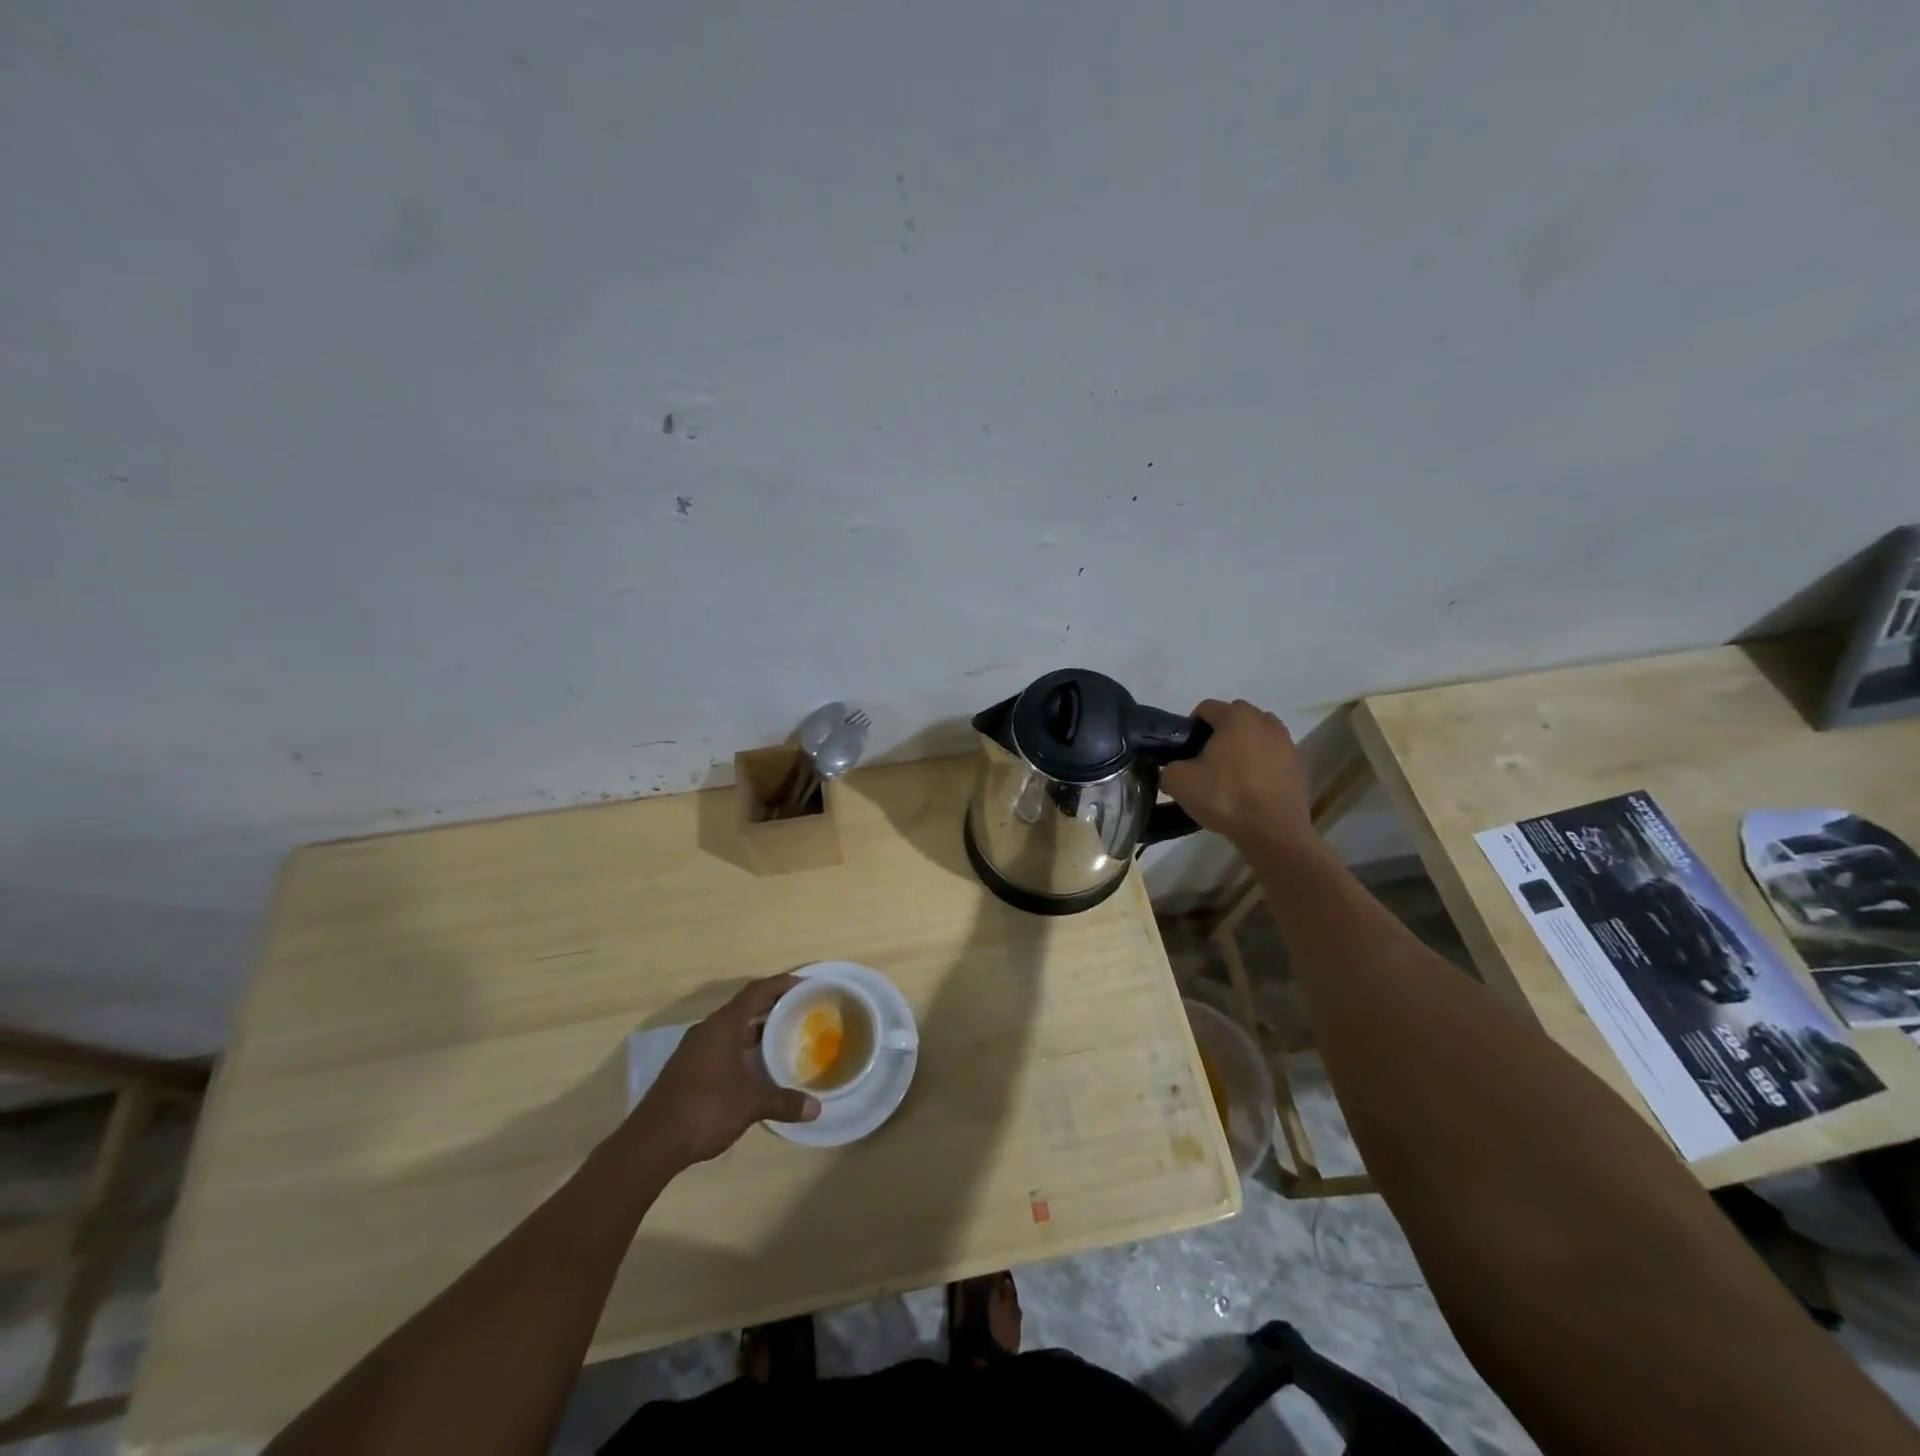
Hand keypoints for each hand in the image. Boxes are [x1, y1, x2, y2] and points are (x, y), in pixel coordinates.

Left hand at [637, 974, 819, 1165]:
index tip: (803, 985)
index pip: (756, 992)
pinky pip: (721, 1046)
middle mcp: (707, 1030)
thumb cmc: (705, 1109)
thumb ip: (784, 1102)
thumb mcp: (751, 1104)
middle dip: (771, 1006)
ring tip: (783, 1036)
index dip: (780, 984)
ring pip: (731, 1028)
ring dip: (755, 1029)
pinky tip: (755, 1066)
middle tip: (799, 1010)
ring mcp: (694, 1050)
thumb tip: (816, 1108)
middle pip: (743, 1007)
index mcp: (723, 1026)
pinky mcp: (687, 1069)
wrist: (652, 1143)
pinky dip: (741, 1047)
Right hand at [1160, 699, 1314, 854]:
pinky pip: (1273, 757)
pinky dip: (1261, 766)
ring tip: (1231, 775)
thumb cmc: (1225, 798)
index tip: (1185, 750)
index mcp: (1236, 717)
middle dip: (1220, 733)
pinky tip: (1251, 790)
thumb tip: (1174, 769)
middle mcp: (1265, 722)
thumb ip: (1169, 768)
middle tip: (1206, 761)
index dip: (1191, 726)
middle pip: (1235, 718)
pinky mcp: (1299, 767)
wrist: (1273, 832)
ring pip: (1257, 736)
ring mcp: (1287, 743)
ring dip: (1244, 747)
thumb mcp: (1179, 782)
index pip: (1207, 708)